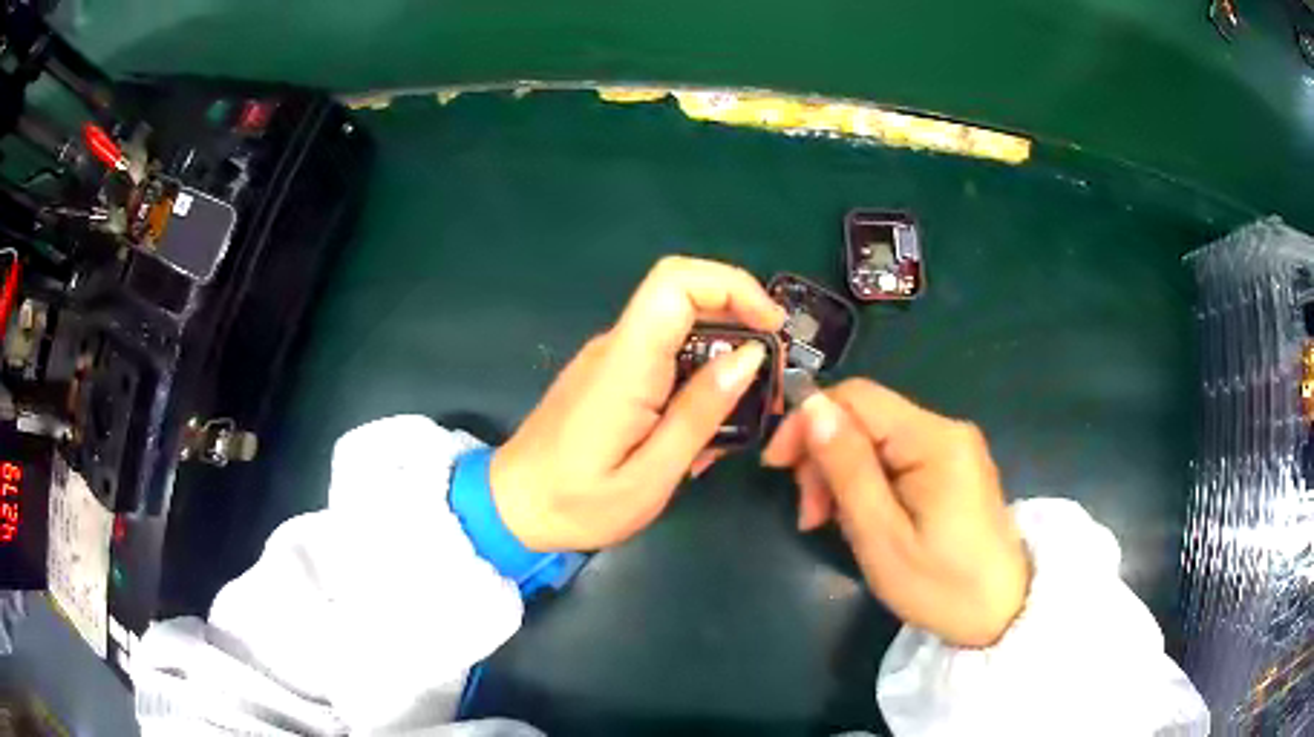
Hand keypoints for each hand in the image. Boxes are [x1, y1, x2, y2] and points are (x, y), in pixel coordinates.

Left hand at [491, 256, 785, 551]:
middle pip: (685, 298)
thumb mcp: (651, 475)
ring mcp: (611, 359)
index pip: (675, 282)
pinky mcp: (611, 376)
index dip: (733, 286)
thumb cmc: (577, 503)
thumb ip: (699, 413)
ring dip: (722, 362)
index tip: (773, 328)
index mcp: (625, 364)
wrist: (511, 507)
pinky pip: (665, 358)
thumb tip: (749, 357)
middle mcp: (617, 346)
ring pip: (681, 331)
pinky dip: (697, 381)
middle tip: (770, 384)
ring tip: (740, 421)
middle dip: (741, 327)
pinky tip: (702, 432)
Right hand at [763, 379, 1029, 647]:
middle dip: (826, 457)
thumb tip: (813, 406)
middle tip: (809, 516)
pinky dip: (867, 482)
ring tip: (829, 523)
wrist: (1002, 612)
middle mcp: (946, 429)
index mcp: (934, 439)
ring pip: (877, 439)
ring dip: (843, 474)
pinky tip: (861, 517)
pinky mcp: (953, 467)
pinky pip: (896, 457)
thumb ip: (847, 469)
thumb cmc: (940, 585)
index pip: (857, 398)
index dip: (809, 421)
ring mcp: (953, 447)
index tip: (777, 467)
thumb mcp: (882, 536)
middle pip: (866, 418)